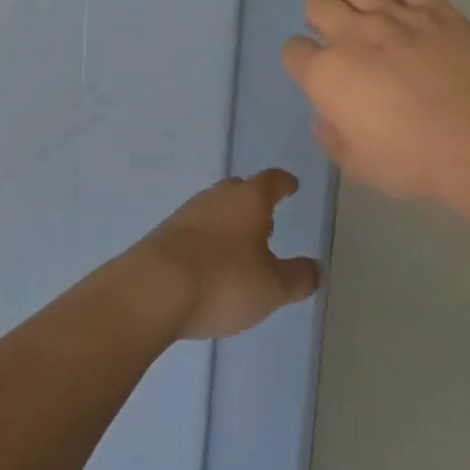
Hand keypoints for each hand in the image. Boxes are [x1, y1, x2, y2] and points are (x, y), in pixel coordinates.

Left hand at [129, 171, 322, 341]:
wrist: (152, 289)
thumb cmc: (223, 281)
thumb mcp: (271, 288)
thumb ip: (297, 278)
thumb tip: (317, 269)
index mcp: (249, 199)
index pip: (272, 180)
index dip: (284, 183)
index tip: (291, 186)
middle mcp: (218, 196)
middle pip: (241, 190)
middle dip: (254, 203)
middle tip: (266, 222)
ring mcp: (187, 212)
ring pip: (215, 208)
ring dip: (229, 222)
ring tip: (239, 247)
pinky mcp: (164, 233)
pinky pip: (194, 229)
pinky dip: (206, 240)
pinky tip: (208, 263)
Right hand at [282, 0, 469, 203]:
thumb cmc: (414, 161)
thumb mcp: (359, 166)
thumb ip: (333, 137)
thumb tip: (327, 117)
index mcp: (327, 74)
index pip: (293, 50)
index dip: (301, 61)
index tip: (316, 74)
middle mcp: (354, 34)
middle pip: (316, 1)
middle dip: (320, 17)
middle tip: (341, 39)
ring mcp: (395, 15)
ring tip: (370, 17)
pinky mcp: (435, 8)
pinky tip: (414, 15)